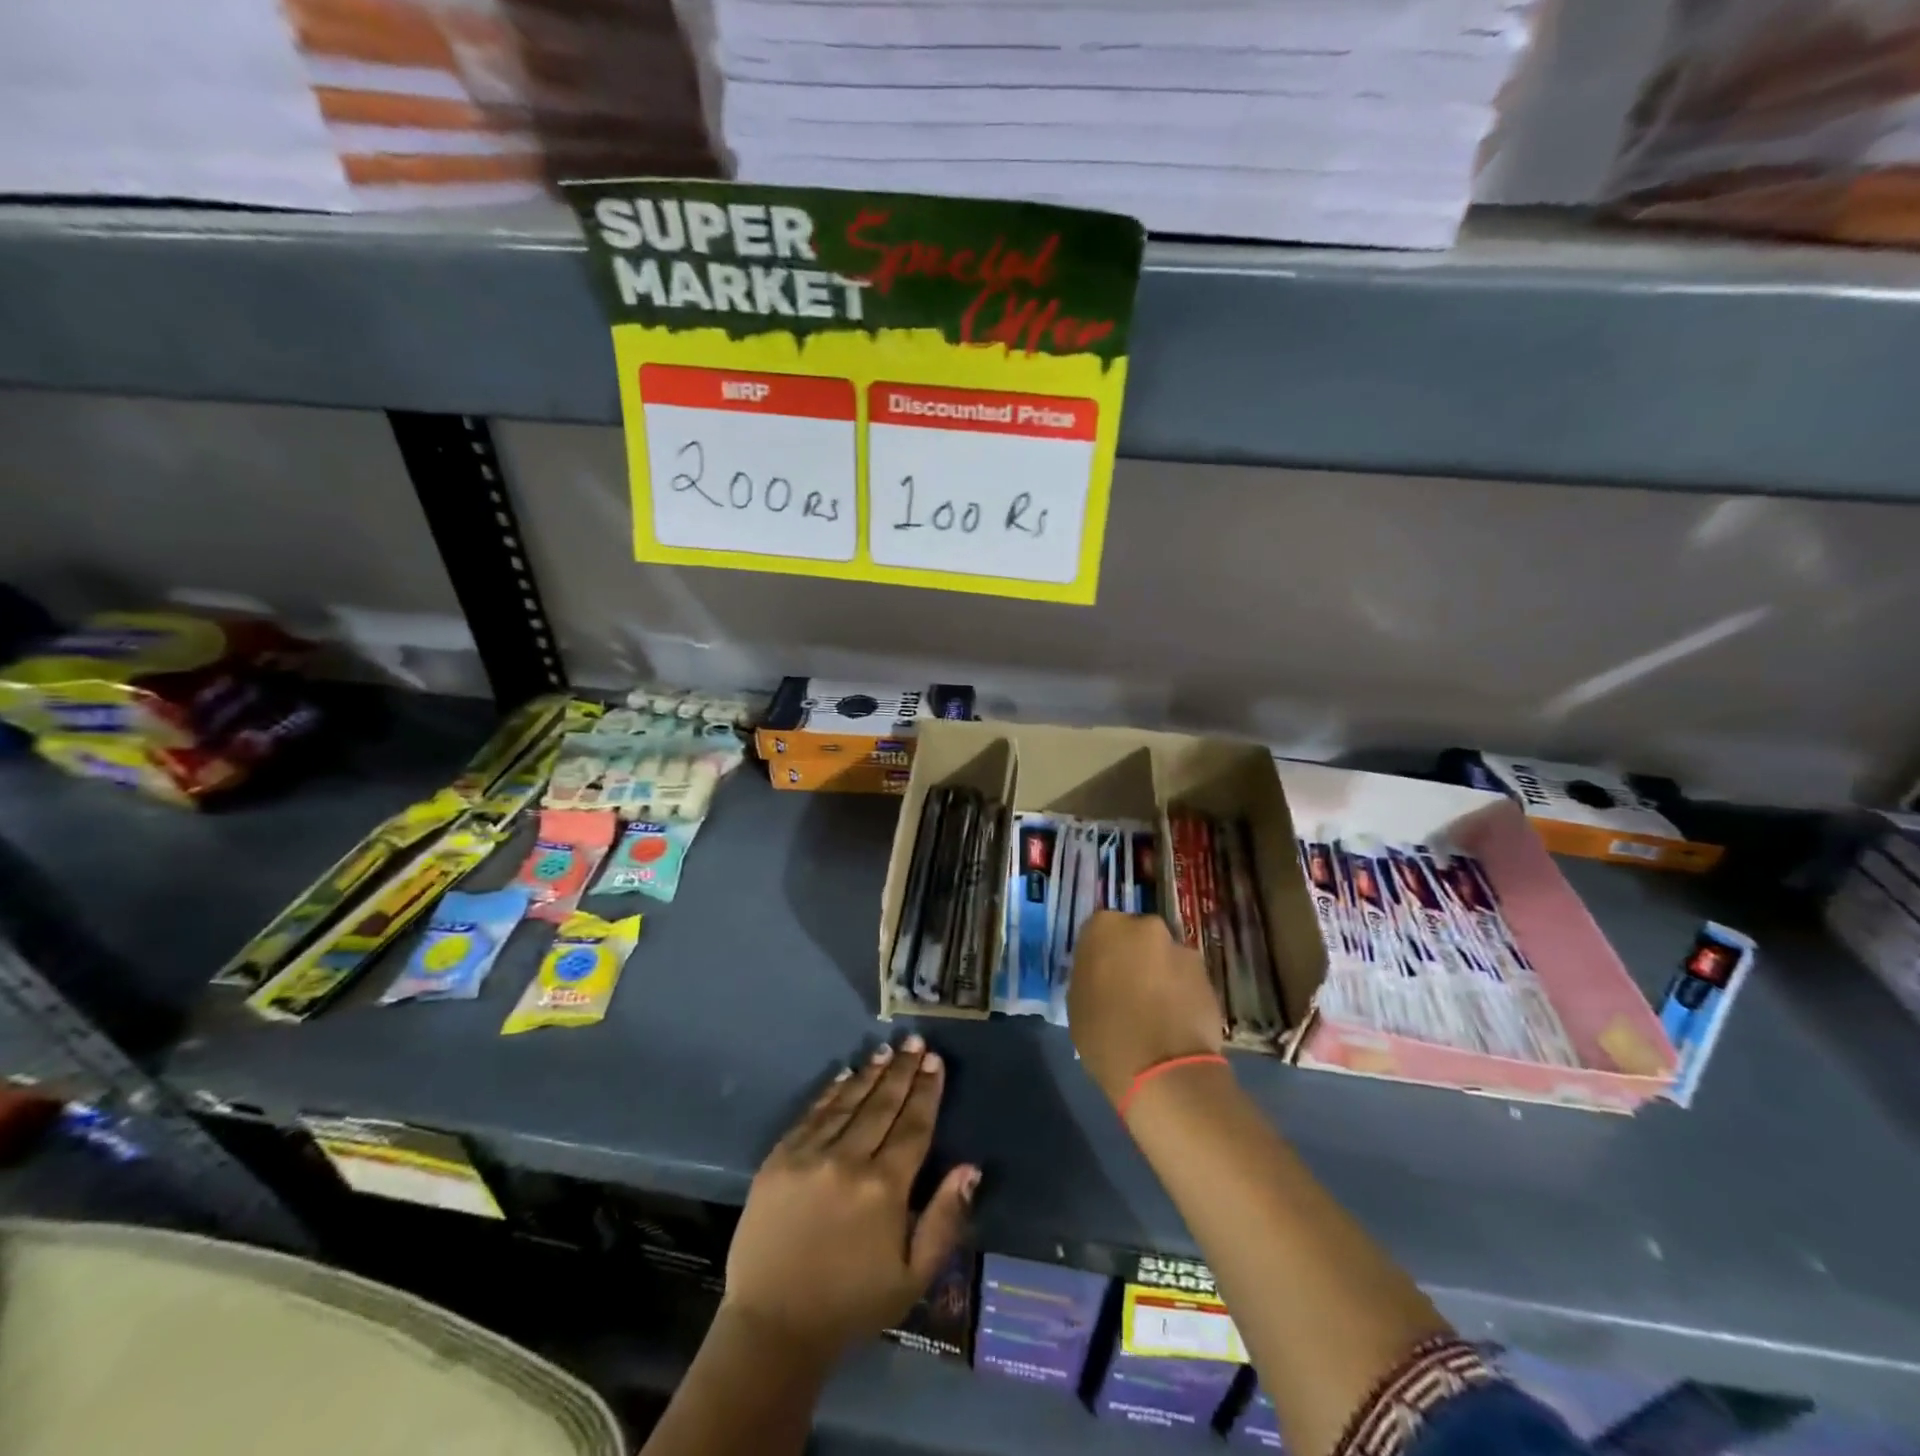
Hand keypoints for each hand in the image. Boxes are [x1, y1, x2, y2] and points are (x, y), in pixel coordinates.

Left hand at [724, 1035, 979, 1356]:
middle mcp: (848, 1161)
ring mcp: (809, 1156)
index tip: (935, 1062)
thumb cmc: (852, 1304)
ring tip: (887, 1051)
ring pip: (848, 1103)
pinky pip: (812, 1115)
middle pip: (882, 1105)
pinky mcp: (779, 1159)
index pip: (913, 1126)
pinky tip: (845, 1074)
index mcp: (884, 1188)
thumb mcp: (912, 1276)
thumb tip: (969, 1168)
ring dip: (870, 1074)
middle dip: (902, 1071)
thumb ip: (944, 1219)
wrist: (773, 1327)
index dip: (926, 1091)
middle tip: (915, 1042)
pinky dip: (831, 1092)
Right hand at [1068, 911, 1223, 1105]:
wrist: (1163, 1070)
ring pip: (1164, 957)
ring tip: (1155, 1011)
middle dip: (1133, 958)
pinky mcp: (1207, 975)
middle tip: (1127, 990)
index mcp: (1105, 927)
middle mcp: (1145, 926)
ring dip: (1159, 974)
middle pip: (1135, 937)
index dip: (1100, 955)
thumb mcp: (1077, 1002)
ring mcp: (1180, 949)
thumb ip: (1089, 975)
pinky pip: (1185, 979)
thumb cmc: (1105, 1035)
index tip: (1100, 978)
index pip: (1098, 931)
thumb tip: (1102, 975)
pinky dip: (1180, 992)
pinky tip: (1174, 1021)